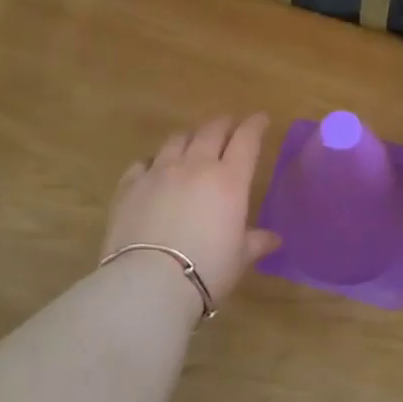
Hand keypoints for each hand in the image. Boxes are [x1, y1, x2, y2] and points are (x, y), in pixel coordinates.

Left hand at [103, 114, 280, 302]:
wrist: (149, 282)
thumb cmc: (207, 270)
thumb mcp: (239, 258)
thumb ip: (255, 242)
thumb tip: (273, 239)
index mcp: (229, 179)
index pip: (247, 139)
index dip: (255, 125)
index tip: (261, 119)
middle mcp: (195, 166)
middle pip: (211, 131)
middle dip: (224, 124)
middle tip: (230, 125)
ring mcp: (159, 172)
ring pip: (176, 140)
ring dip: (189, 137)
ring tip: (193, 143)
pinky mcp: (129, 186)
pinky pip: (143, 162)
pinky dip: (154, 161)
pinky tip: (154, 169)